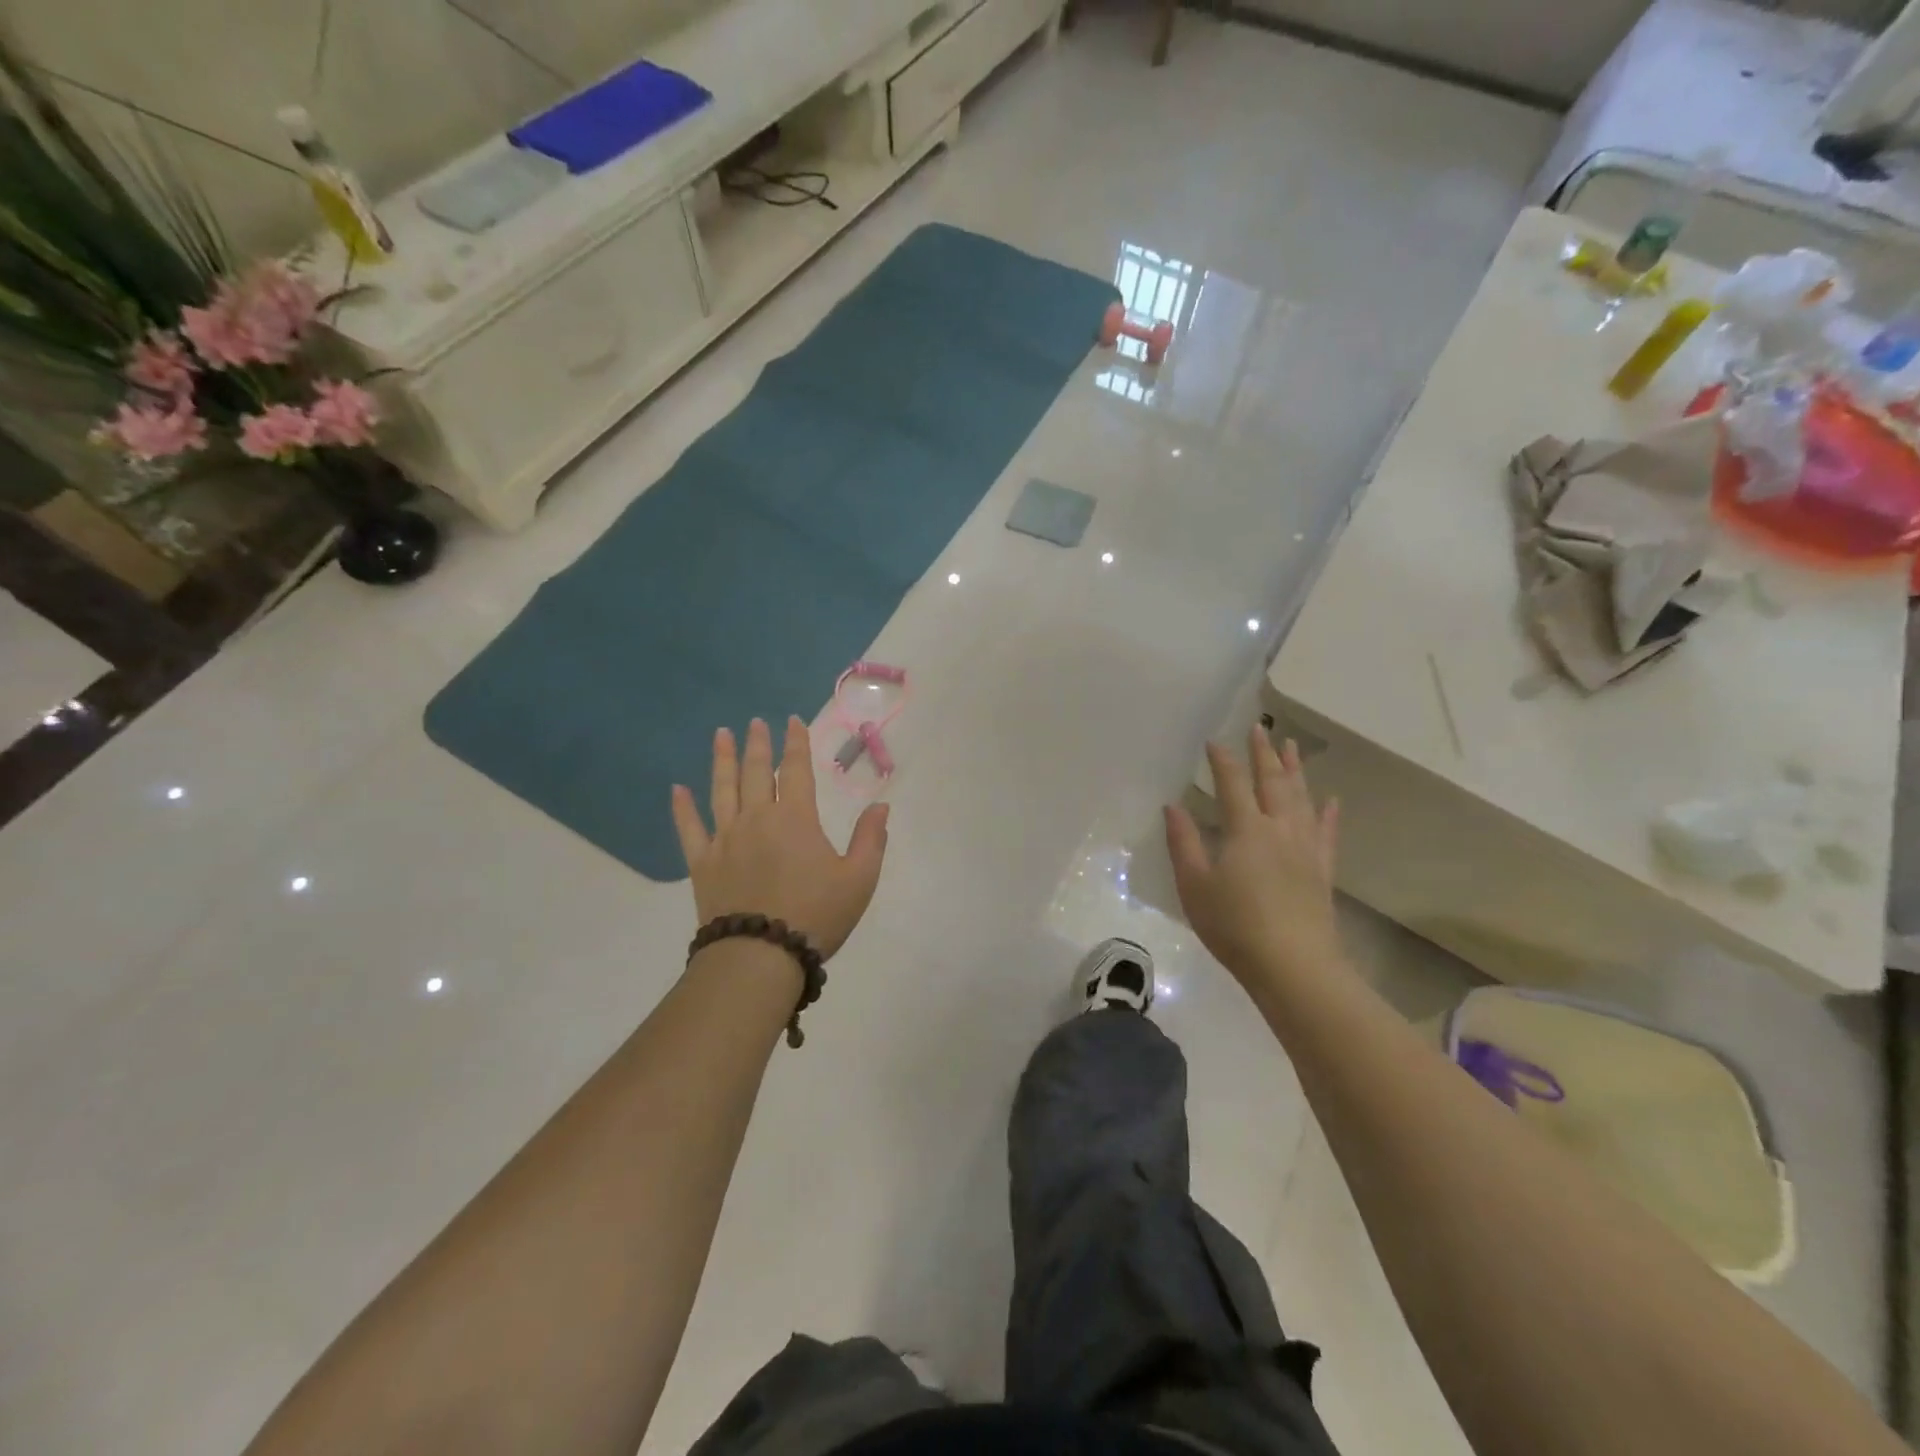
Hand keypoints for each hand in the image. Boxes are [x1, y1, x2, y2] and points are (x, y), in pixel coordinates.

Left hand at [672, 716, 889, 957]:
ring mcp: (725, 839)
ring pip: (721, 790)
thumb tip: (880, 806)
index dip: (795, 743)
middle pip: (755, 772)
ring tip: (721, 735)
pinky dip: (682, 808)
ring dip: (722, 760)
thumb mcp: (859, 879)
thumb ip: (870, 839)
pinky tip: (677, 790)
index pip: (795, 770)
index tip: (791, 721)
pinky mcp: (703, 864)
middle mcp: (756, 819)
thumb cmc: (816, 915)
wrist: (760, 955)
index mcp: (795, 818)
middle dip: (757, 745)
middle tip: (754, 723)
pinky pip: (689, 829)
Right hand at [1164, 727, 1340, 986]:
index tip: (1214, 741)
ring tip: (1291, 746)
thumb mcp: (1194, 885)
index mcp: (1245, 830)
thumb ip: (1183, 843)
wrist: (1293, 966)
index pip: (1233, 784)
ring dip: (1295, 770)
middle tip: (1259, 728)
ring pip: (1301, 799)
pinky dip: (1328, 813)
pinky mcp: (1322, 870)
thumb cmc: (1234, 926)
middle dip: (1263, 754)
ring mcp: (1305, 848)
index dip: (1223, 761)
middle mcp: (1279, 829)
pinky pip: (1327, 832)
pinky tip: (1331, 800)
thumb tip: (1173, 806)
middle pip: (1272, 782)